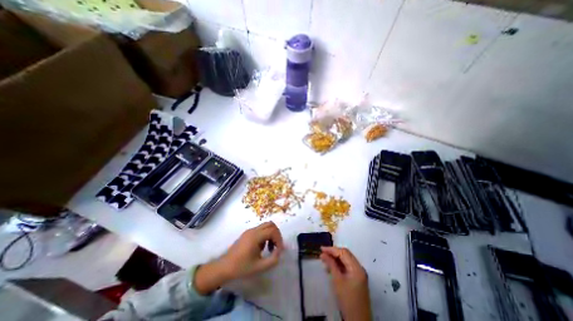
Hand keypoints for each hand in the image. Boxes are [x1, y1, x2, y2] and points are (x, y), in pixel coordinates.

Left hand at [195, 222, 283, 294]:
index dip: (279, 239)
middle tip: (276, 246)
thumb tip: (279, 251)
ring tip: (270, 248)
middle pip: (270, 224)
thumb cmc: (241, 267)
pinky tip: (262, 248)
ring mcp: (249, 231)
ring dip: (271, 235)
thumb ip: (273, 260)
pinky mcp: (247, 233)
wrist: (224, 267)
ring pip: (265, 226)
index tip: (279, 250)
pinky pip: (260, 230)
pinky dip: (265, 235)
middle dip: (276, 234)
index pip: (272, 231)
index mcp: (256, 236)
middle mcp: (253, 230)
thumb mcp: (259, 267)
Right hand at [318, 247, 371, 318]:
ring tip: (325, 259)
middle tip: (322, 253)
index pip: (343, 252)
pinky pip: (347, 266)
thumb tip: (323, 254)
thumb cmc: (347, 300)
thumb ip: (331, 265)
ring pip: (346, 260)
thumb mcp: (337, 281)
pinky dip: (339, 265)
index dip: (332, 249)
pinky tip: (331, 267)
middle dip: (333, 252)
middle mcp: (359, 268)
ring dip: (335, 258)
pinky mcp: (357, 278)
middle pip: (345, 255)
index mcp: (357, 267)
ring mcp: (359, 273)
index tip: (321, 249)